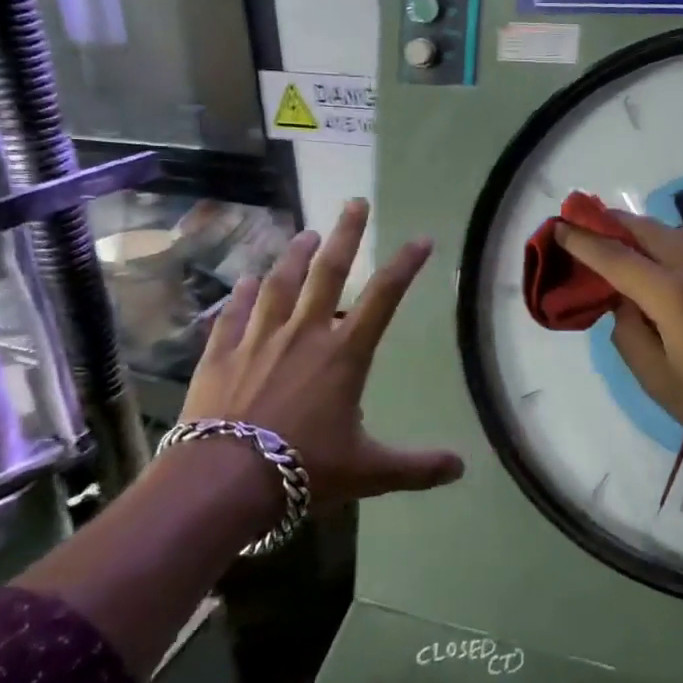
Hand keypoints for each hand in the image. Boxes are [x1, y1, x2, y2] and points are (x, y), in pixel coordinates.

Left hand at [180, 199, 463, 504]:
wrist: (225, 480)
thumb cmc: (305, 470)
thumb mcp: (369, 472)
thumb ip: (417, 467)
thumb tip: (462, 468)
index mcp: (344, 355)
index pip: (383, 299)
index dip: (405, 266)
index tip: (420, 238)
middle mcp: (304, 335)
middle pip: (328, 273)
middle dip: (345, 235)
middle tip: (355, 202)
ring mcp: (258, 339)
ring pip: (280, 284)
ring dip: (294, 255)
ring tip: (305, 233)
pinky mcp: (221, 354)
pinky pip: (234, 314)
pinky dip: (242, 294)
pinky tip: (246, 280)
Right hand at [557, 209, 682, 465]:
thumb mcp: (657, 381)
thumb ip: (630, 335)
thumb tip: (624, 305)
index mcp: (672, 295)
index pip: (617, 259)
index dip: (585, 242)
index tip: (563, 226)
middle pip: (654, 232)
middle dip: (620, 223)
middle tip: (598, 219)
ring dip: (662, 233)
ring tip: (651, 247)